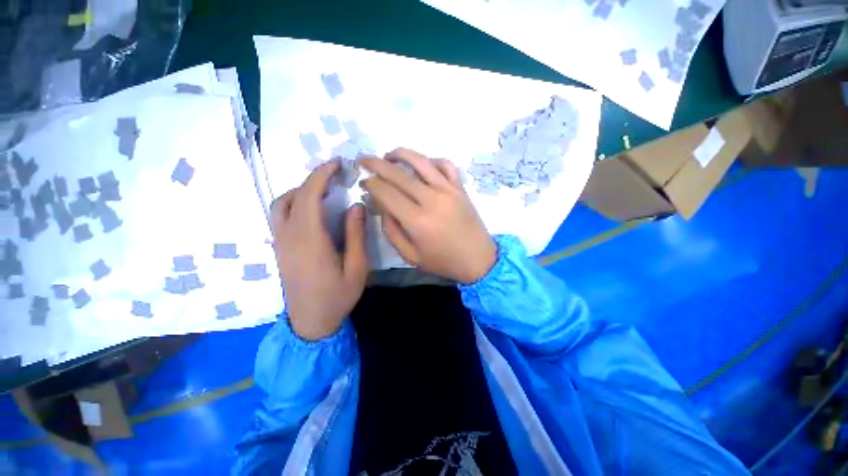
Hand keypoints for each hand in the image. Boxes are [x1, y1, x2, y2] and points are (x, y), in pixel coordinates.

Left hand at [271, 160, 367, 340]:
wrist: (310, 323)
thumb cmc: (337, 296)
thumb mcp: (357, 267)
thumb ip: (356, 235)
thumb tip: (356, 205)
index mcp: (310, 240)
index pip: (310, 196)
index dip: (322, 175)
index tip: (337, 164)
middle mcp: (289, 236)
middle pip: (292, 196)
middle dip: (313, 179)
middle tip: (335, 176)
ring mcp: (280, 242)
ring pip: (281, 204)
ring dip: (301, 191)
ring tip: (324, 191)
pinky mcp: (279, 248)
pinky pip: (280, 215)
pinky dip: (295, 203)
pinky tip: (312, 209)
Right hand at [359, 148, 496, 283]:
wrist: (478, 259)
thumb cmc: (443, 261)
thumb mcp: (410, 255)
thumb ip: (392, 230)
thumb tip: (381, 205)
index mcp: (417, 220)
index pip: (387, 193)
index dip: (371, 184)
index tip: (363, 182)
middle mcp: (432, 200)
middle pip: (399, 174)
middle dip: (376, 164)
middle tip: (363, 160)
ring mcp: (448, 190)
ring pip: (421, 162)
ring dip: (401, 154)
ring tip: (388, 155)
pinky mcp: (460, 188)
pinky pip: (445, 165)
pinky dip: (431, 160)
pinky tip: (423, 165)